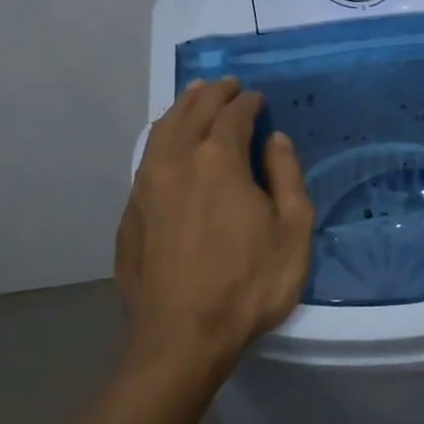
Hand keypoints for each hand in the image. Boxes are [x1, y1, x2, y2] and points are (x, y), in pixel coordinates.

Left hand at [115, 78, 313, 376]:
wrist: (182, 337)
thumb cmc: (248, 283)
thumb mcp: (292, 230)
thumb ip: (287, 176)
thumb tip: (275, 141)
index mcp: (217, 159)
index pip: (234, 114)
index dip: (249, 102)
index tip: (259, 99)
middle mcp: (175, 160)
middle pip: (192, 110)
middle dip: (213, 93)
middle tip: (228, 86)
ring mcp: (145, 186)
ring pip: (162, 130)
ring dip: (182, 108)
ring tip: (196, 99)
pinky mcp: (130, 212)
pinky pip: (147, 158)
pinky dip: (163, 138)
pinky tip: (170, 146)